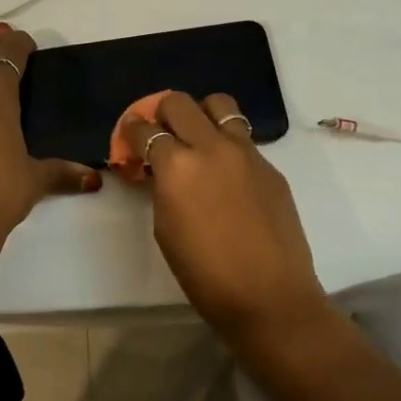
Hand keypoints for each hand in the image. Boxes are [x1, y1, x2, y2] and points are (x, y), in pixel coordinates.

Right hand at [119, 91, 331, 341]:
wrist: (270, 297)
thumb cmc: (205, 274)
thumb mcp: (165, 229)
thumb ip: (162, 188)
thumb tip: (161, 171)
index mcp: (177, 166)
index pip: (146, 130)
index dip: (132, 131)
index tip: (130, 138)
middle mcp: (211, 147)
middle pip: (180, 103)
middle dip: (162, 112)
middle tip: (160, 133)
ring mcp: (246, 153)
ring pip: (220, 105)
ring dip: (201, 114)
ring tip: (197, 137)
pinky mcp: (271, 166)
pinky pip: (243, 138)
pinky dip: (227, 144)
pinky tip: (226, 174)